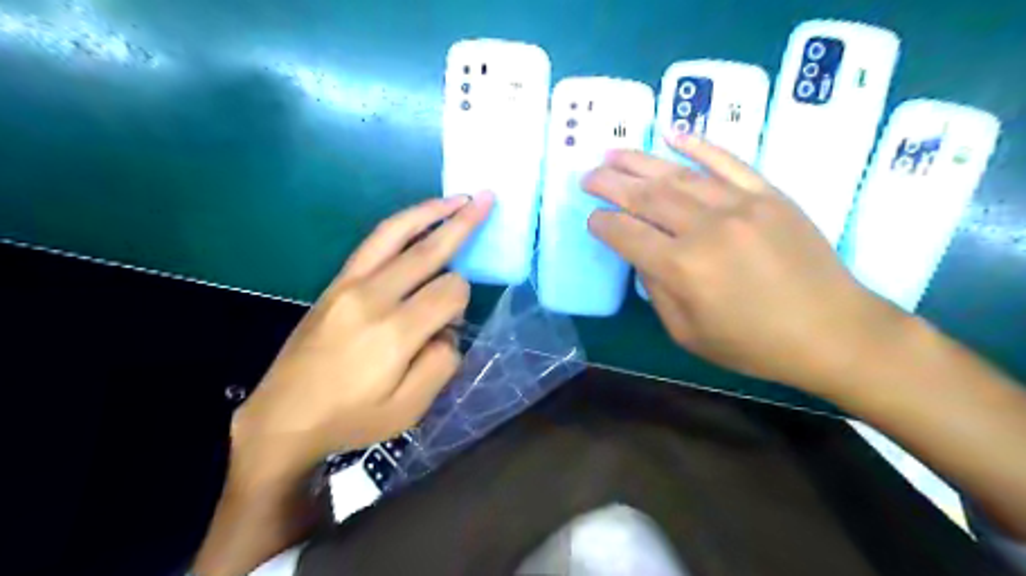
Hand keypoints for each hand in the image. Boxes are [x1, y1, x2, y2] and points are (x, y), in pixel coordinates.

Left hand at [227, 194, 493, 489]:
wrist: (283, 417)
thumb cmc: (350, 418)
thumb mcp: (408, 409)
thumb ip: (441, 364)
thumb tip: (447, 328)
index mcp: (395, 333)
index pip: (450, 292)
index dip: (463, 301)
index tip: (452, 324)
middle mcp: (373, 297)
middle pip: (428, 251)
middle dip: (463, 223)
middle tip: (486, 199)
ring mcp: (350, 284)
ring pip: (397, 233)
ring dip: (431, 212)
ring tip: (458, 198)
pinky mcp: (336, 282)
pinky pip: (374, 242)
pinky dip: (402, 224)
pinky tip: (419, 217)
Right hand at [580, 134, 909, 395]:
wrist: (833, 332)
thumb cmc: (753, 344)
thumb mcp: (688, 333)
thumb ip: (657, 291)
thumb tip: (643, 254)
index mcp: (681, 268)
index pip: (627, 235)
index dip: (603, 224)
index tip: (591, 218)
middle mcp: (705, 229)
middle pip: (646, 197)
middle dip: (610, 184)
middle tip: (588, 175)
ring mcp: (740, 205)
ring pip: (679, 174)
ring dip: (640, 161)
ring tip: (613, 152)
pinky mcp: (768, 195)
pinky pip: (728, 161)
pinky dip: (699, 145)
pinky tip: (673, 133)